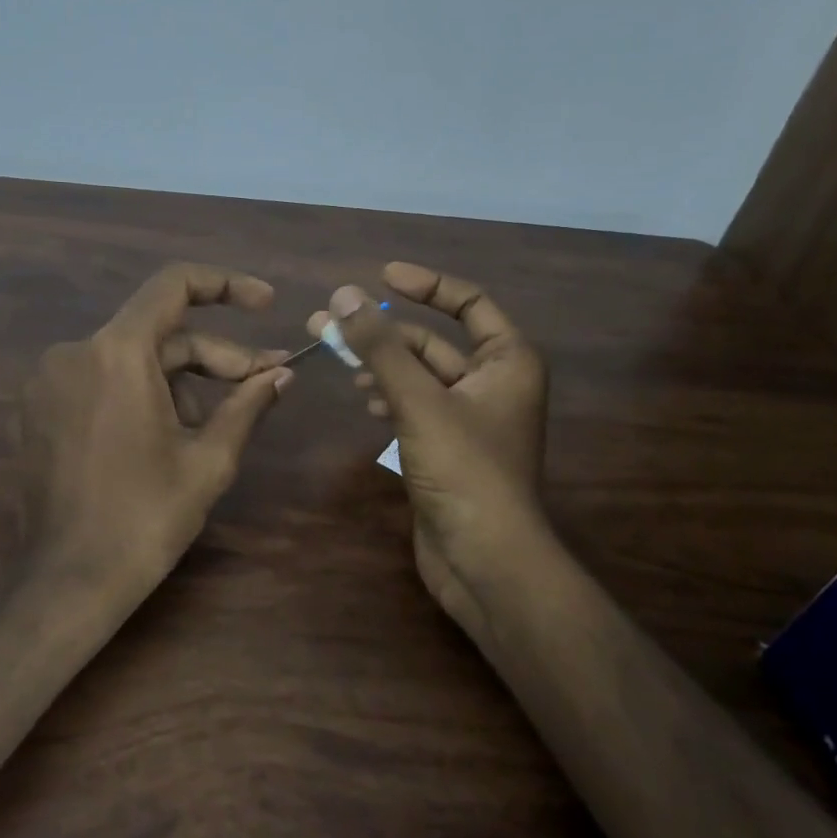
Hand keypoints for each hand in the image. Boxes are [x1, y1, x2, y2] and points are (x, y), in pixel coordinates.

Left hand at [20, 263, 292, 599]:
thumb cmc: (145, 519)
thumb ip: (248, 404)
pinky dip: (139, 394)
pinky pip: (100, 381)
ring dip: (179, 383)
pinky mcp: (37, 408)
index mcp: (117, 353)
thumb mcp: (209, 460)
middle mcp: (75, 352)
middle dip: (214, 357)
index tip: (265, 304)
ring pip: (131, 360)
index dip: (226, 285)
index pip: (174, 285)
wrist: (67, 582)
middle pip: (158, 334)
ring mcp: (49, 380)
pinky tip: (165, 434)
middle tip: (262, 383)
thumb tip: (280, 375)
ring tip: (212, 428)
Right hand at [307, 263, 546, 634]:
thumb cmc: (464, 470)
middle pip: (432, 341)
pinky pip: (413, 405)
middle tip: (329, 322)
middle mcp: (493, 383)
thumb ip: (380, 348)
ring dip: (379, 364)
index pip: (469, 303)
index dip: (427, 284)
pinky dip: (387, 396)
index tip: (382, 276)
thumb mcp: (419, 401)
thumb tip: (344, 295)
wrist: (485, 560)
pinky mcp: (446, 447)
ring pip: (418, 375)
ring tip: (337, 360)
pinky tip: (363, 400)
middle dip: (382, 331)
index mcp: (507, 361)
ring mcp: (469, 418)